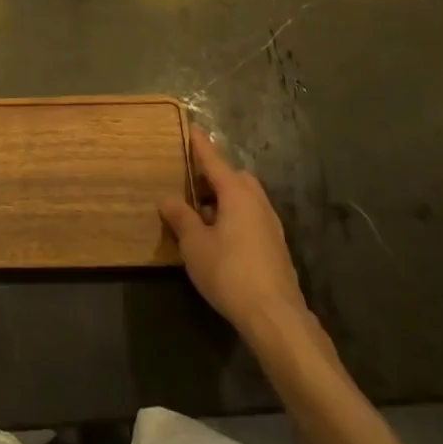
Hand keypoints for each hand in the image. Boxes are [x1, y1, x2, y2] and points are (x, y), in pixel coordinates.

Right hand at [160, 127, 323, 362]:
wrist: (275, 317)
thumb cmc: (229, 272)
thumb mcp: (194, 244)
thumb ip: (181, 217)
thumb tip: (167, 197)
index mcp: (237, 194)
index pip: (214, 161)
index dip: (200, 145)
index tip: (191, 127)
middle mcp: (257, 203)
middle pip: (234, 178)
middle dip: (214, 176)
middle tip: (190, 182)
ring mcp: (270, 226)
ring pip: (245, 200)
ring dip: (224, 200)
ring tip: (199, 214)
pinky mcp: (275, 248)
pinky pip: (250, 218)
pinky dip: (233, 218)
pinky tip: (218, 238)